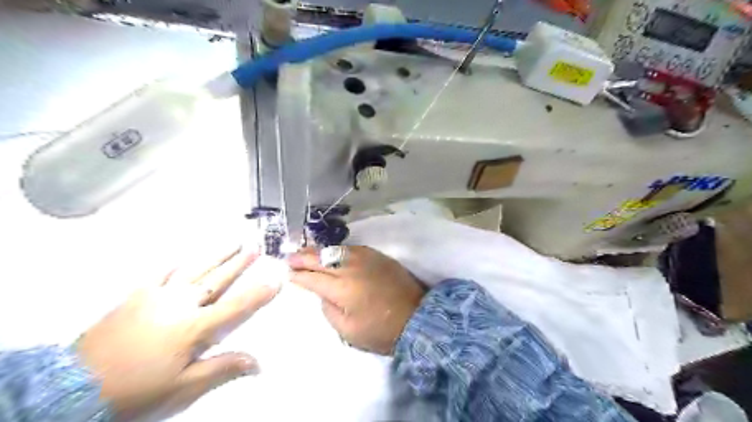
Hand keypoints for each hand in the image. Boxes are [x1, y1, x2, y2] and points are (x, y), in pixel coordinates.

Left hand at [76, 250, 277, 419]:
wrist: (72, 387)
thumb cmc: (135, 390)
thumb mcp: (183, 387)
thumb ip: (221, 369)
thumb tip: (257, 363)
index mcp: (194, 327)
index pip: (236, 306)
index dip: (259, 292)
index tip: (276, 278)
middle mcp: (180, 305)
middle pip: (218, 280)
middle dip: (239, 263)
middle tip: (255, 248)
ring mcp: (157, 297)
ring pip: (195, 270)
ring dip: (216, 256)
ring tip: (232, 243)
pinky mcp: (136, 296)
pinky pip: (160, 274)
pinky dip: (175, 265)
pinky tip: (183, 258)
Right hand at [289, 245, 424, 353]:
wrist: (416, 317)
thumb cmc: (381, 330)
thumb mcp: (348, 330)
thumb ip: (329, 309)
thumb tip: (323, 292)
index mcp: (342, 288)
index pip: (312, 277)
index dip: (298, 275)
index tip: (287, 274)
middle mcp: (351, 267)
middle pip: (321, 258)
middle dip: (302, 258)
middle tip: (288, 257)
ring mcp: (366, 258)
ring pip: (335, 250)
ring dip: (318, 251)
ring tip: (305, 252)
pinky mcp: (377, 255)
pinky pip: (351, 248)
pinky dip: (337, 250)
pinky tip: (331, 253)